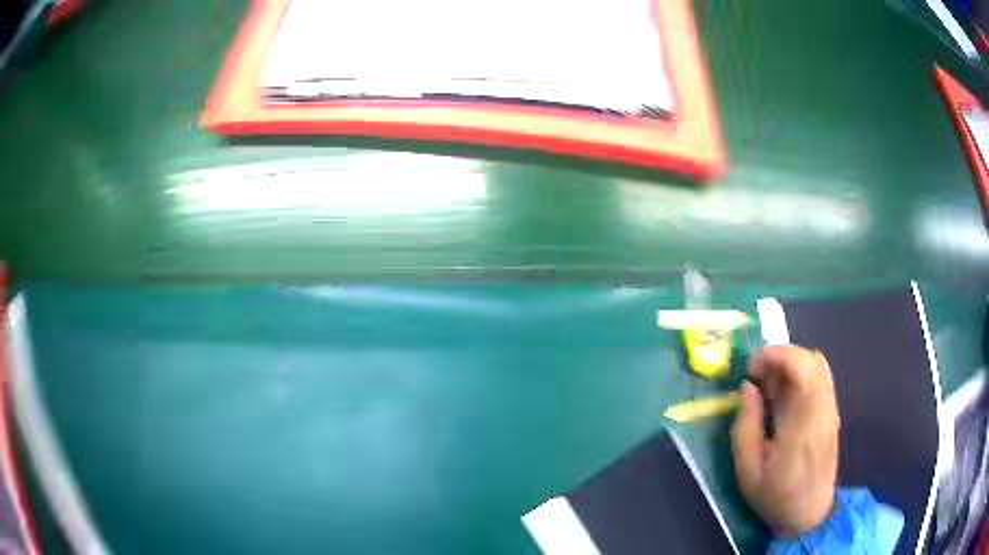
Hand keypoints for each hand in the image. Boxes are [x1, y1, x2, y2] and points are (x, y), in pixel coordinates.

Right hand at [731, 345, 840, 538]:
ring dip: (792, 366)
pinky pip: (820, 380)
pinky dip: (801, 377)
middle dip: (782, 357)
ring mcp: (830, 411)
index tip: (752, 368)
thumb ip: (746, 425)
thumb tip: (748, 388)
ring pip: (818, 366)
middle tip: (758, 378)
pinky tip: (784, 400)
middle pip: (812, 359)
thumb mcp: (747, 469)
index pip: (802, 365)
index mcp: (803, 422)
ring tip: (770, 389)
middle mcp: (823, 409)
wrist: (808, 515)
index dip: (775, 354)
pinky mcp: (832, 415)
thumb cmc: (775, 496)